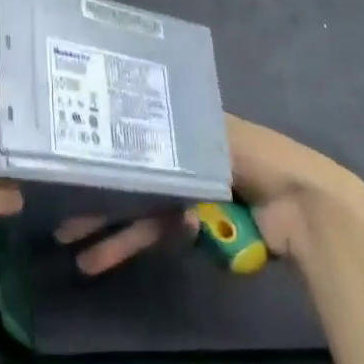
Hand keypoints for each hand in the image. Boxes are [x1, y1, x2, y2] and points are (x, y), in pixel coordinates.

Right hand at [56, 115, 363, 273]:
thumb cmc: (256, 158)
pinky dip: (134, 244)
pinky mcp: (195, 230)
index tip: (70, 164)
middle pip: (131, 181)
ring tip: (79, 256)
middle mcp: (180, 164)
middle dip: (98, 202)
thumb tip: (122, 107)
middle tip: (61, 222)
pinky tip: (106, 256)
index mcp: (184, 134)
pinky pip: (157, 234)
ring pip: (138, 215)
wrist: (303, 208)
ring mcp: (187, 200)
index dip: (103, 153)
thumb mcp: (212, 132)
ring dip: (110, 235)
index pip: (133, 140)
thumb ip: (170, 129)